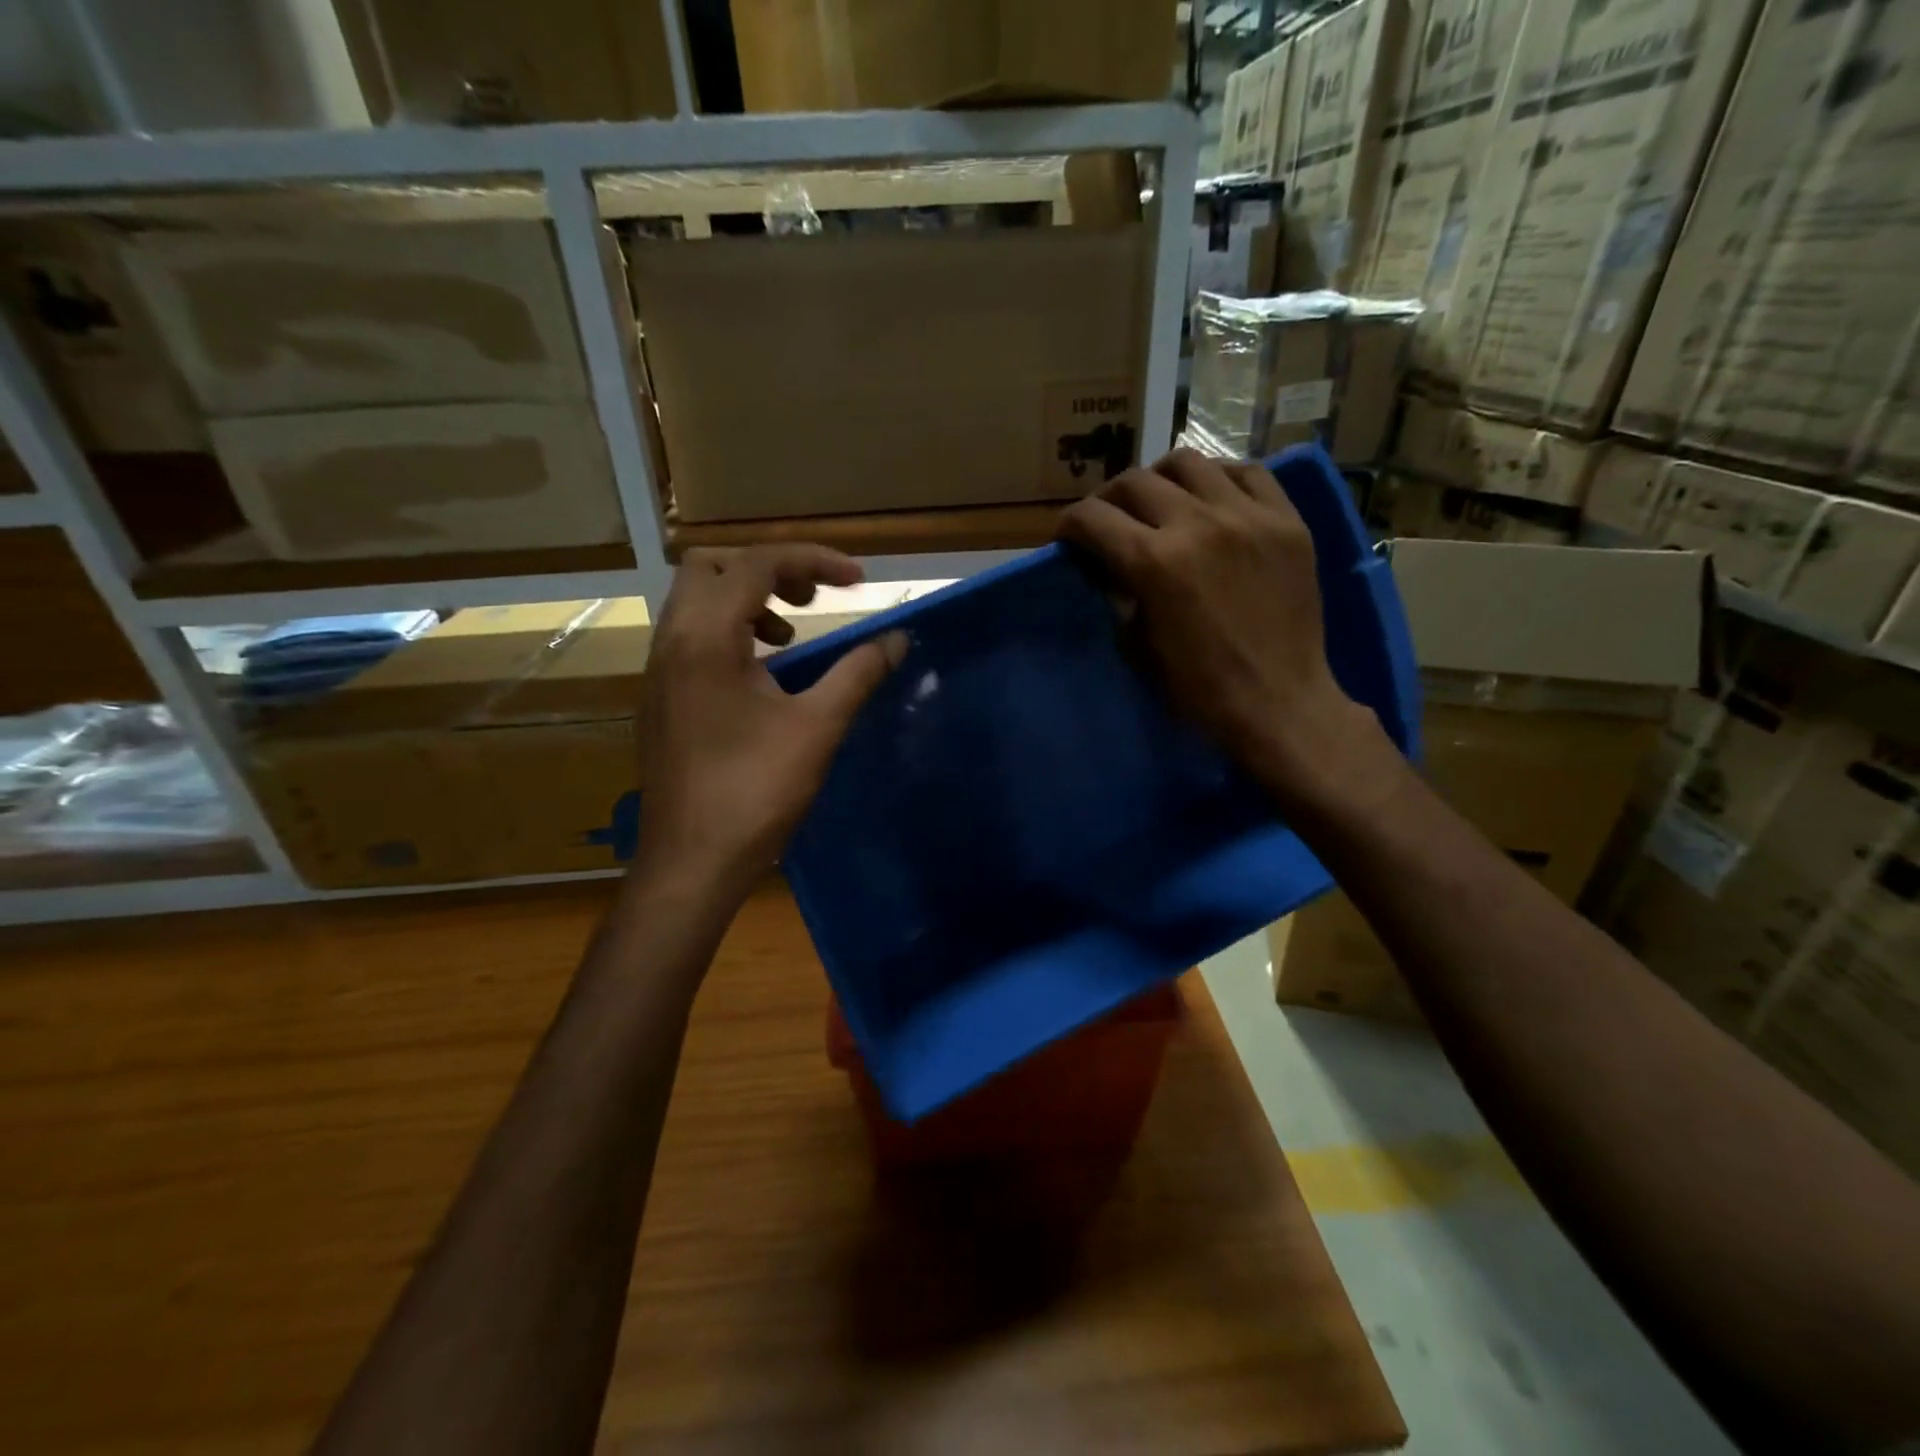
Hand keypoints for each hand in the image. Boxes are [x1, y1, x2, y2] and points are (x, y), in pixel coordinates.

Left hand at [633, 545, 903, 897]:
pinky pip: (689, 638)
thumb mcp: (817, 727)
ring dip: (745, 601)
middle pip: (710, 566)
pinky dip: (728, 633)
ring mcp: (658, 672)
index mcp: (705, 637)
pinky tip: (762, 678)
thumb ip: (858, 673)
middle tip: (813, 599)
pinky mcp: (659, 700)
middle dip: (767, 569)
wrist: (692, 862)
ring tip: (790, 637)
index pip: (756, 563)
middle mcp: (671, 642)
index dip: (814, 560)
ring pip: (694, 602)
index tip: (860, 581)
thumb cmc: (755, 792)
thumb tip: (897, 639)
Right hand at [1058, 448, 1392, 812]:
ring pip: (1189, 462)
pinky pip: (1248, 473)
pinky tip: (1212, 500)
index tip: (1069, 537)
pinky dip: (1219, 479)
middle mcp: (1198, 524)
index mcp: (1154, 563)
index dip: (1070, 524)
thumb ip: (1121, 596)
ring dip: (1161, 479)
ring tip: (1161, 501)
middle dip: (1109, 500)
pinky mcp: (1287, 521)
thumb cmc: (1200, 690)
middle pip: (1135, 481)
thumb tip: (1112, 567)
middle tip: (1109, 521)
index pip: (1093, 517)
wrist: (1280, 703)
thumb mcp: (1139, 646)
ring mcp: (1248, 517)